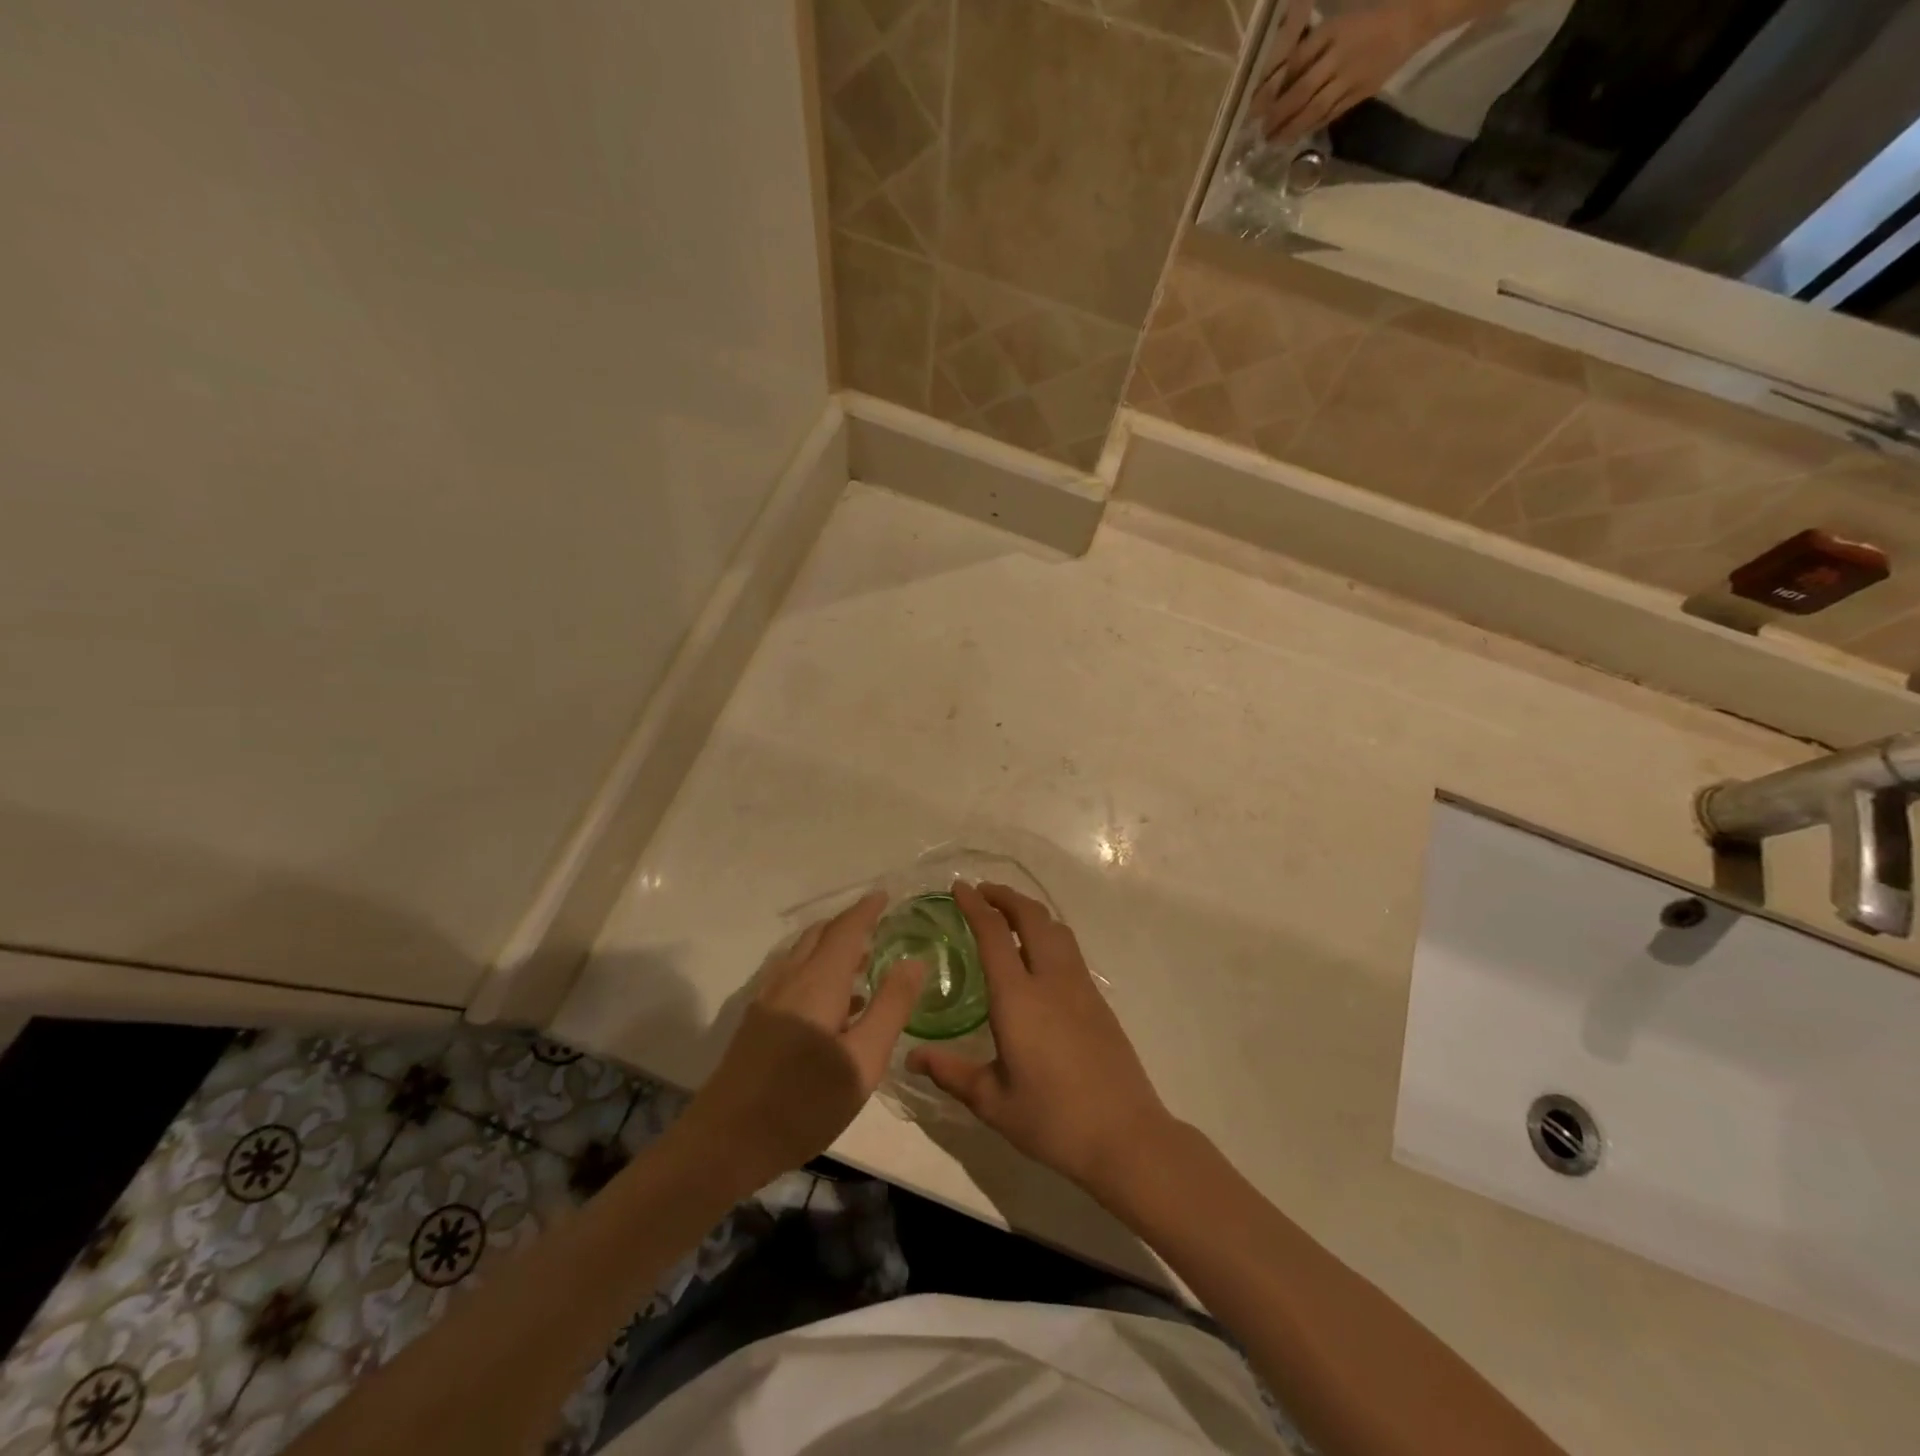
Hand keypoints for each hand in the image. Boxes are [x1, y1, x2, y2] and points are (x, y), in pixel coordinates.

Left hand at [680, 891, 924, 1189]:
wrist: (723, 1143)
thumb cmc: (803, 1103)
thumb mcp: (862, 1061)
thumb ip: (890, 1007)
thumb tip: (915, 961)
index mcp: (818, 982)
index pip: (846, 929)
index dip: (867, 909)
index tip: (886, 894)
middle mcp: (790, 980)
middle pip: (819, 936)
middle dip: (848, 923)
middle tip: (878, 922)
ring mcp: (768, 1000)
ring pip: (802, 954)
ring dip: (831, 946)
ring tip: (862, 958)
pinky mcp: (757, 1022)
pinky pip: (792, 975)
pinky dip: (816, 968)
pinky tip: (833, 1002)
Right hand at [907, 882, 1173, 1197]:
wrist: (1125, 1136)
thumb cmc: (1052, 1119)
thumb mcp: (993, 1102)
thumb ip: (951, 1073)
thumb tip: (912, 1057)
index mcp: (1019, 998)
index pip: (994, 934)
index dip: (975, 905)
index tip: (959, 887)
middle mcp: (1051, 980)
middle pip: (1032, 917)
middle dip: (1005, 896)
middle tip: (982, 892)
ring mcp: (1080, 987)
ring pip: (1056, 929)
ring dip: (1030, 912)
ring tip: (1008, 915)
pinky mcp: (1098, 1000)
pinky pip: (1069, 949)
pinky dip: (1048, 933)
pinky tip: (1038, 954)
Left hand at [1257, 2, 1438, 141]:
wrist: (1412, 20)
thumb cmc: (1367, 20)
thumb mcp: (1337, 23)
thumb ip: (1309, 49)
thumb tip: (1276, 77)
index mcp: (1332, 31)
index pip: (1294, 63)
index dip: (1272, 88)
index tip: (1253, 107)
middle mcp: (1339, 55)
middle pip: (1301, 90)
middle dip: (1277, 114)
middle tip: (1259, 131)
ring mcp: (1350, 77)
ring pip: (1314, 108)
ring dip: (1291, 128)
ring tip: (1273, 141)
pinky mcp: (1359, 93)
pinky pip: (1330, 114)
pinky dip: (1310, 127)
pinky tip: (1295, 138)